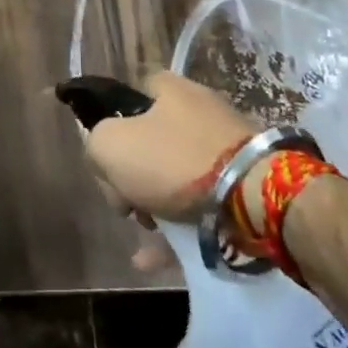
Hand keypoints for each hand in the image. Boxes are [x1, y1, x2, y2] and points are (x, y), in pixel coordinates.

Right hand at [82, 71, 257, 223]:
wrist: (253, 197)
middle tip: (126, 203)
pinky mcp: (243, 183)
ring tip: (147, 234)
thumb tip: (107, 165)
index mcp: (169, 89)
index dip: (112, 126)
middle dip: (132, 177)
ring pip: (175, 176)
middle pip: (149, 141)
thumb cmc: (174, 160)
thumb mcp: (110, 145)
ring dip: (154, 206)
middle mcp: (197, 110)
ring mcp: (224, 147)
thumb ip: (95, 146)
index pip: (129, 97)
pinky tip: (153, 259)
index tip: (108, 160)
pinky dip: (177, 229)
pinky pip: (199, 204)